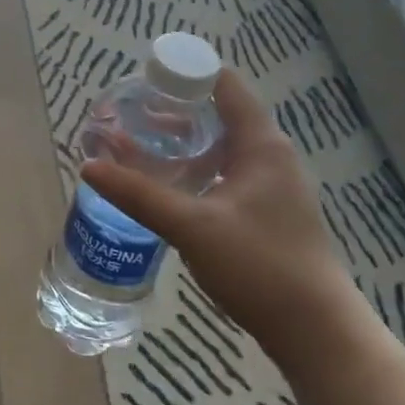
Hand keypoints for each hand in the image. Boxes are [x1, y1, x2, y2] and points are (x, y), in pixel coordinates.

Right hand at [81, 68, 357, 349]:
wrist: (316, 331)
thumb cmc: (260, 266)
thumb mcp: (192, 227)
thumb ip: (139, 194)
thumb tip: (88, 167)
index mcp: (260, 144)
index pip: (223, 84)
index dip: (183, 73)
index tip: (141, 80)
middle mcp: (269, 155)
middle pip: (218, 112)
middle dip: (172, 110)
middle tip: (128, 115)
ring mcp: (270, 184)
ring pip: (219, 145)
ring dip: (181, 141)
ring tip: (137, 145)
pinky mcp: (265, 210)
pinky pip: (223, 172)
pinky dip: (193, 168)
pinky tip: (166, 185)